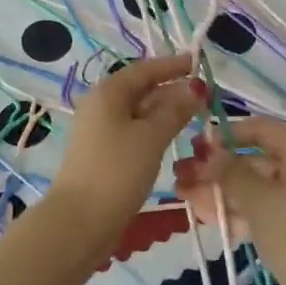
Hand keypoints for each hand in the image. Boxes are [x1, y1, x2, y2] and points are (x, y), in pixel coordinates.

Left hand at [47, 55, 202, 234]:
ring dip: (166, 111)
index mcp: (108, 93)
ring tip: (196, 115)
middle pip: (141, 90)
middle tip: (205, 95)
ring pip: (138, 113)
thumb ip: (175, 110)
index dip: (172, 65)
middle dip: (172, 90)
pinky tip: (173, 138)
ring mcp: (100, 131)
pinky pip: (134, 132)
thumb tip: (195, 87)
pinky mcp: (104, 154)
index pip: (144, 70)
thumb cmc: (117, 171)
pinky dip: (155, 130)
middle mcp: (101, 106)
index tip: (198, 63)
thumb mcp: (151, 137)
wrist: (80, 221)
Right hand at [173, 117, 285, 284]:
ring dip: (219, 192)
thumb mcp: (258, 200)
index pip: (261, 129)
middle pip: (253, 160)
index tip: (196, 145)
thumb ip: (229, 172)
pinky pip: (260, 209)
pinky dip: (236, 211)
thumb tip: (208, 151)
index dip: (227, 134)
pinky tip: (205, 217)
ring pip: (253, 188)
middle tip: (181, 175)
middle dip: (216, 170)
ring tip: (183, 197)